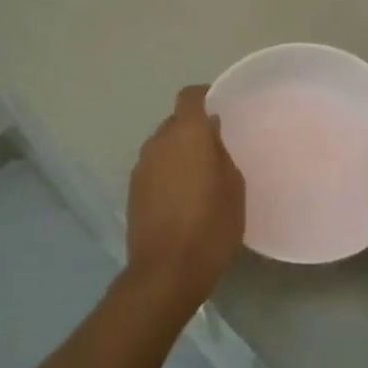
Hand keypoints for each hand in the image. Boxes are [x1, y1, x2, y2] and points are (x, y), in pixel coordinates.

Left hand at [125, 85, 245, 309]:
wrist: (166, 271)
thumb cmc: (211, 225)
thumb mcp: (234, 187)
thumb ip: (222, 153)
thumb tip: (211, 135)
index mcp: (186, 134)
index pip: (189, 96)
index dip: (204, 96)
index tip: (221, 107)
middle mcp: (158, 142)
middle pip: (175, 121)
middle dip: (193, 128)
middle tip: (215, 147)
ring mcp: (141, 167)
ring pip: (162, 145)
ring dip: (179, 151)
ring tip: (199, 174)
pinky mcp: (133, 190)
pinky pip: (154, 167)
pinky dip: (167, 171)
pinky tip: (182, 196)